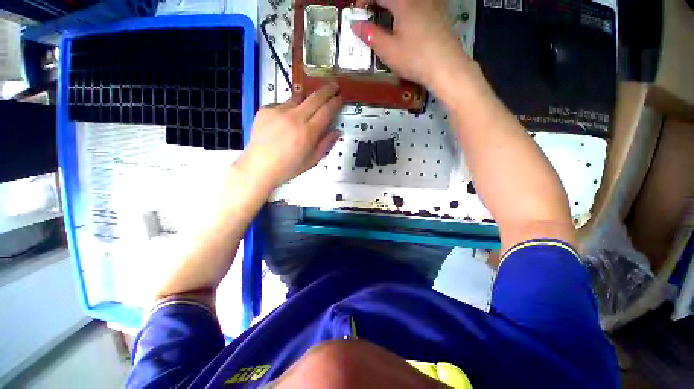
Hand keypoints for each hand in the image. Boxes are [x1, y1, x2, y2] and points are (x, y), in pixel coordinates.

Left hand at [238, 83, 342, 191]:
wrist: (260, 166)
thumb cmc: (288, 167)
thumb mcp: (312, 160)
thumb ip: (326, 144)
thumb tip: (336, 131)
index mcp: (308, 132)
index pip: (326, 110)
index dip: (335, 102)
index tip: (339, 98)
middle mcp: (294, 118)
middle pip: (315, 97)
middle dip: (327, 90)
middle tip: (334, 86)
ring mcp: (278, 111)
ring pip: (298, 97)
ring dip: (307, 100)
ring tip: (307, 108)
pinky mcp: (265, 109)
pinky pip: (282, 104)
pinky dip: (288, 109)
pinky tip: (285, 122)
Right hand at [352, 0, 471, 90]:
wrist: (446, 66)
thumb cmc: (415, 58)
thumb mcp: (388, 50)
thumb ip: (370, 35)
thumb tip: (355, 25)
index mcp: (403, 1)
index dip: (364, 1)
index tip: (358, 14)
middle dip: (378, 4)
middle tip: (370, 16)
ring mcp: (432, 3)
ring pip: (406, 2)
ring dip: (391, 8)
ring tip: (385, 20)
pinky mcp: (439, 12)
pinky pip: (418, 5)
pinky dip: (405, 10)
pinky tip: (405, 25)